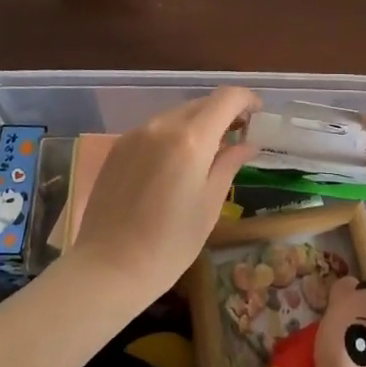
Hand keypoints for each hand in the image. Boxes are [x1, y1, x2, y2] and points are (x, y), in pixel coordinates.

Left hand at [70, 87, 260, 305]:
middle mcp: (162, 125)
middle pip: (201, 103)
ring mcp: (136, 134)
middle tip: (237, 138)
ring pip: (177, 115)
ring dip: (198, 124)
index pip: (226, 98)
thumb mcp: (209, 205)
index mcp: (191, 139)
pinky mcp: (119, 147)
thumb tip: (246, 144)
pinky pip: (155, 129)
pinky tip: (175, 164)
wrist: (107, 268)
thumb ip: (229, 165)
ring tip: (207, 153)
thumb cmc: (169, 244)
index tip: (257, 115)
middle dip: (223, 113)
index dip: (247, 99)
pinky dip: (173, 135)